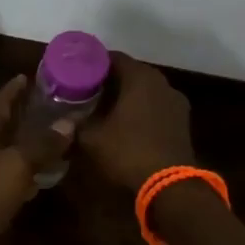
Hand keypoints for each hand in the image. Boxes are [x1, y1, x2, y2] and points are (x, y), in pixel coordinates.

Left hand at [0, 75, 60, 244]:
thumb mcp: (15, 167)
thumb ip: (42, 144)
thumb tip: (69, 121)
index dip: (14, 90)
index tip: (30, 75)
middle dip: (20, 115)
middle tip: (47, 107)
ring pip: (0, 152)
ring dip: (21, 145)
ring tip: (46, 140)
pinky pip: (0, 177)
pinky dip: (18, 173)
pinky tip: (34, 181)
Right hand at [76, 53, 193, 192]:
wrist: (171, 186)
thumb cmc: (128, 151)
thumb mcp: (93, 139)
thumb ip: (76, 124)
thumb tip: (62, 122)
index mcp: (140, 76)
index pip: (113, 57)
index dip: (94, 63)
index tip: (78, 73)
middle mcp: (161, 82)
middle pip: (131, 72)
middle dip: (110, 80)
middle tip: (88, 90)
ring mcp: (176, 101)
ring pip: (146, 90)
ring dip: (128, 96)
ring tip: (106, 107)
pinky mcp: (183, 121)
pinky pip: (157, 106)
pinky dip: (142, 110)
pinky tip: (128, 124)